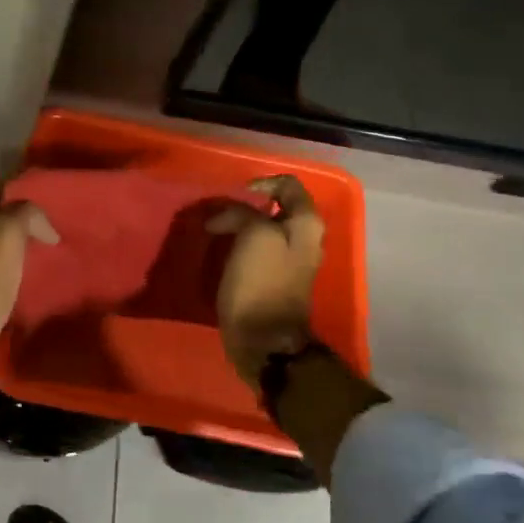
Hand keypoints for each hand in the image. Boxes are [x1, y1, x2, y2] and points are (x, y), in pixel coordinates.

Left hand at [0, 180, 57, 373]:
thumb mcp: (8, 234)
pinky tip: (24, 268)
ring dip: (12, 239)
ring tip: (40, 246)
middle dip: (16, 215)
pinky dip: (5, 259)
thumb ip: (25, 212)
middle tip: (45, 225)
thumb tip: (39, 220)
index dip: (17, 190)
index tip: (43, 202)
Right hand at [206, 175, 324, 384]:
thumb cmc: (261, 284)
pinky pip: (258, 249)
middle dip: (246, 206)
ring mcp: (292, 260)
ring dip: (241, 225)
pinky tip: (224, 251)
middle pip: (276, 207)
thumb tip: (228, 215)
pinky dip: (240, 244)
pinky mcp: (276, 278)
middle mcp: (306, 238)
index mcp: (307, 224)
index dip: (260, 183)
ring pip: (265, 228)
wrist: (264, 339)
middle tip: (220, 214)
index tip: (235, 195)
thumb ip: (244, 213)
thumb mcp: (254, 236)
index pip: (288, 185)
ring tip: (217, 231)